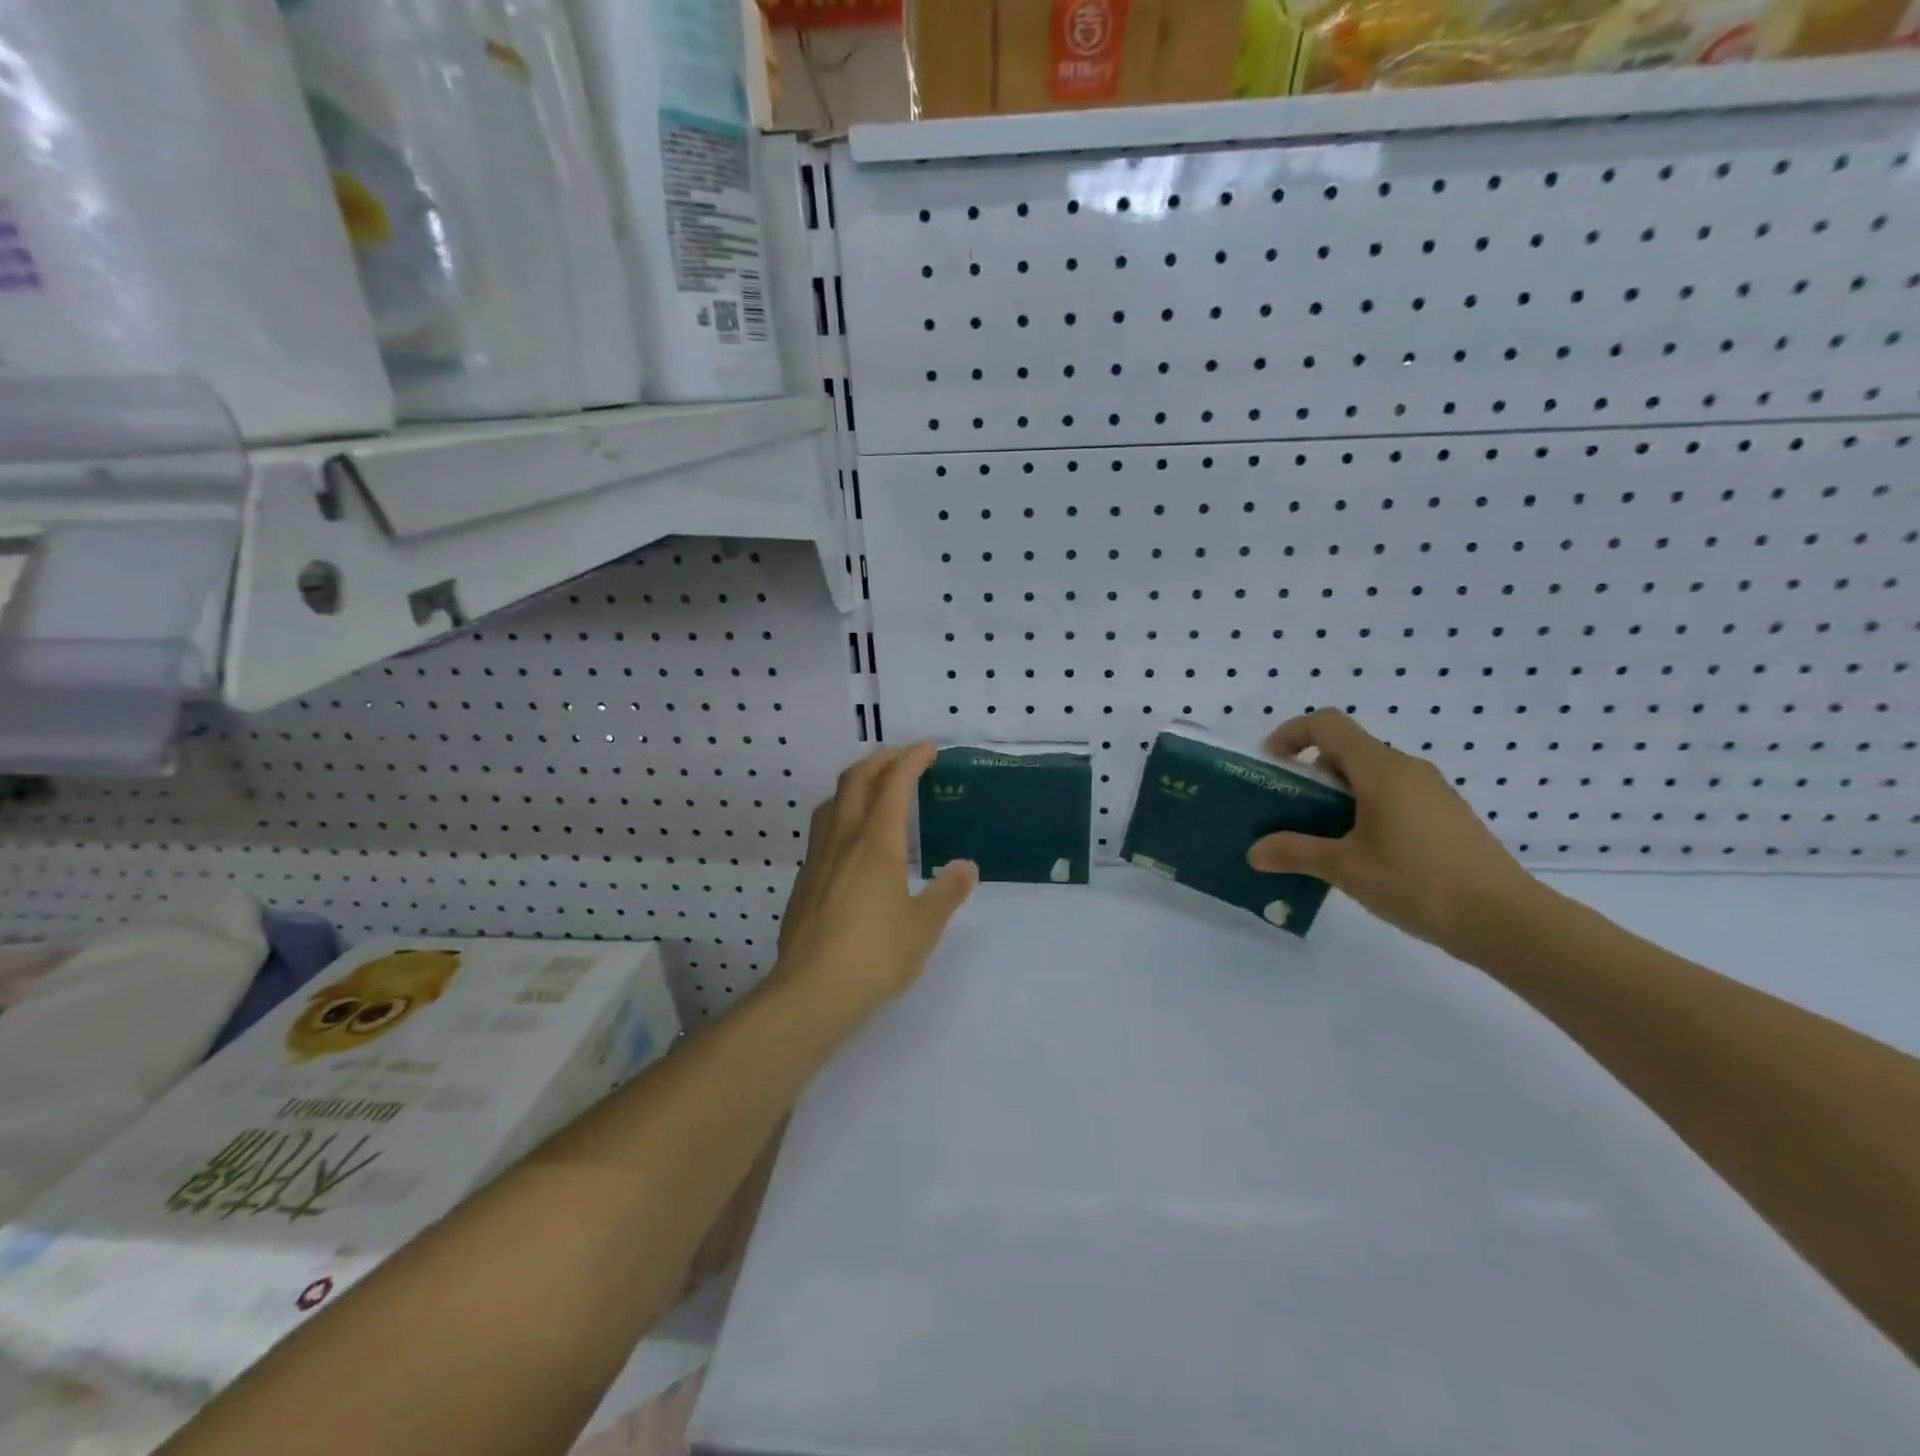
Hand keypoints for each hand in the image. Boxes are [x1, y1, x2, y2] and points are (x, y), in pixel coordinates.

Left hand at [771, 742, 978, 1020]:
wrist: (810, 992)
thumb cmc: (875, 955)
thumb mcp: (924, 926)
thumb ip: (947, 892)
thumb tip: (966, 867)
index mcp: (877, 843)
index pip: (893, 784)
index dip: (911, 759)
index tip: (928, 747)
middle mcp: (843, 840)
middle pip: (856, 780)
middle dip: (880, 759)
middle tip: (902, 758)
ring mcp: (818, 859)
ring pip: (832, 802)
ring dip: (855, 783)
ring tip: (874, 789)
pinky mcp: (804, 881)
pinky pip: (822, 830)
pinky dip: (841, 814)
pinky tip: (852, 841)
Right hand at [1247, 710, 1537, 955]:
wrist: (1506, 921)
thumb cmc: (1419, 882)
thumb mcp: (1346, 868)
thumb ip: (1295, 852)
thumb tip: (1254, 852)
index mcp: (1381, 769)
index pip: (1327, 725)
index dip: (1292, 734)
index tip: (1271, 764)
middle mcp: (1408, 769)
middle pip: (1348, 750)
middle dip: (1310, 772)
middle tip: (1289, 809)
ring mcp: (1432, 792)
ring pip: (1371, 775)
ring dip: (1338, 794)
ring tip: (1320, 836)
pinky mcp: (1447, 816)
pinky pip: (1394, 796)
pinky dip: (1365, 809)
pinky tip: (1362, 853)